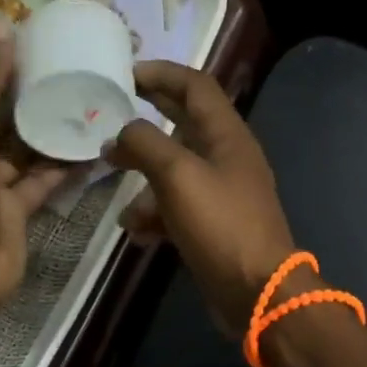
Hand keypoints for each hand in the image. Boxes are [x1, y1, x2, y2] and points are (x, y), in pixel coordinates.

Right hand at [103, 62, 298, 336]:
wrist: (257, 292)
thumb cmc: (222, 225)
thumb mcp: (179, 176)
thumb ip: (146, 145)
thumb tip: (123, 132)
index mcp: (227, 135)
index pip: (196, 86)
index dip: (163, 73)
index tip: (126, 73)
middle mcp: (226, 157)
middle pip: (183, 123)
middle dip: (147, 120)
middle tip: (109, 116)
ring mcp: (221, 192)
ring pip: (174, 170)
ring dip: (143, 177)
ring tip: (115, 187)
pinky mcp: (212, 224)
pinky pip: (177, 207)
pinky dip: (155, 214)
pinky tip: (135, 231)